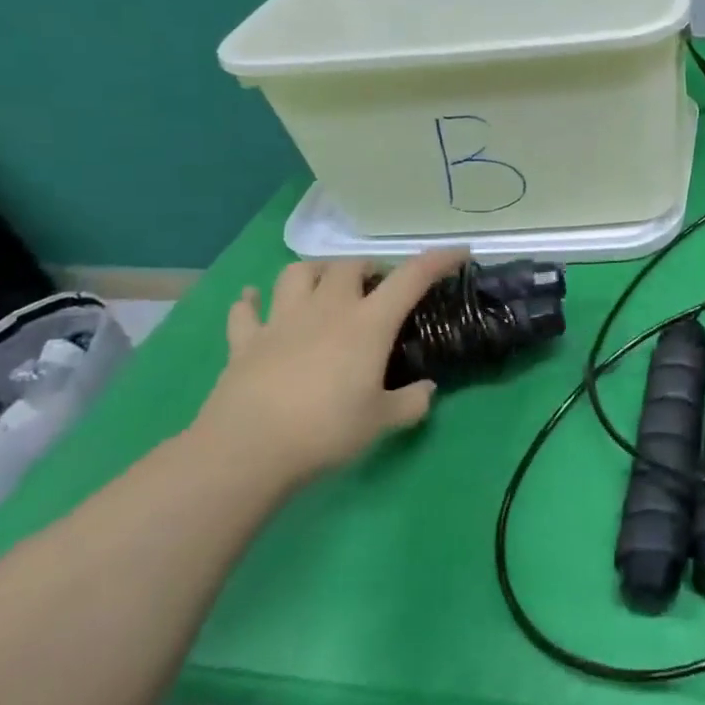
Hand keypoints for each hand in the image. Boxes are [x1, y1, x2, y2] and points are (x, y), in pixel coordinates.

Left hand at [191, 250, 467, 483]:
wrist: (247, 451)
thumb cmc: (326, 430)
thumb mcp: (383, 421)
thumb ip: (412, 402)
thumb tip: (427, 390)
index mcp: (368, 324)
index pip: (411, 278)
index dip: (438, 261)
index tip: (459, 254)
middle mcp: (327, 310)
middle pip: (349, 266)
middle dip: (369, 268)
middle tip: (379, 287)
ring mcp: (282, 322)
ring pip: (297, 273)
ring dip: (317, 271)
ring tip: (327, 285)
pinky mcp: (245, 343)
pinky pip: (246, 310)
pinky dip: (252, 301)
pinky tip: (254, 300)